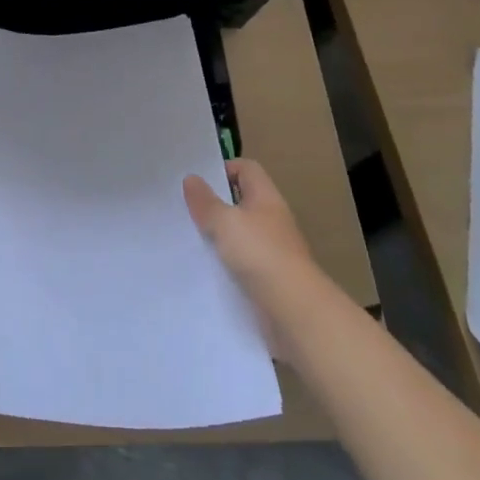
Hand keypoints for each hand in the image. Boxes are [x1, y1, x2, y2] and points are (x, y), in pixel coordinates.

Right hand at [183, 159, 325, 356]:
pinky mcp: (269, 277)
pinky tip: (206, 267)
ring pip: (240, 233)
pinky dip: (226, 262)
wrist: (294, 310)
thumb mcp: (225, 222)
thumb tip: (191, 179)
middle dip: (215, 204)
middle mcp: (272, 219)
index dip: (222, 169)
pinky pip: (242, 261)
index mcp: (266, 198)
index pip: (246, 169)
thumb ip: (205, 202)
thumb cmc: (260, 254)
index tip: (197, 183)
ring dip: (219, 235)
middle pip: (242, 201)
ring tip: (190, 238)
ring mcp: (273, 250)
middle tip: (186, 209)